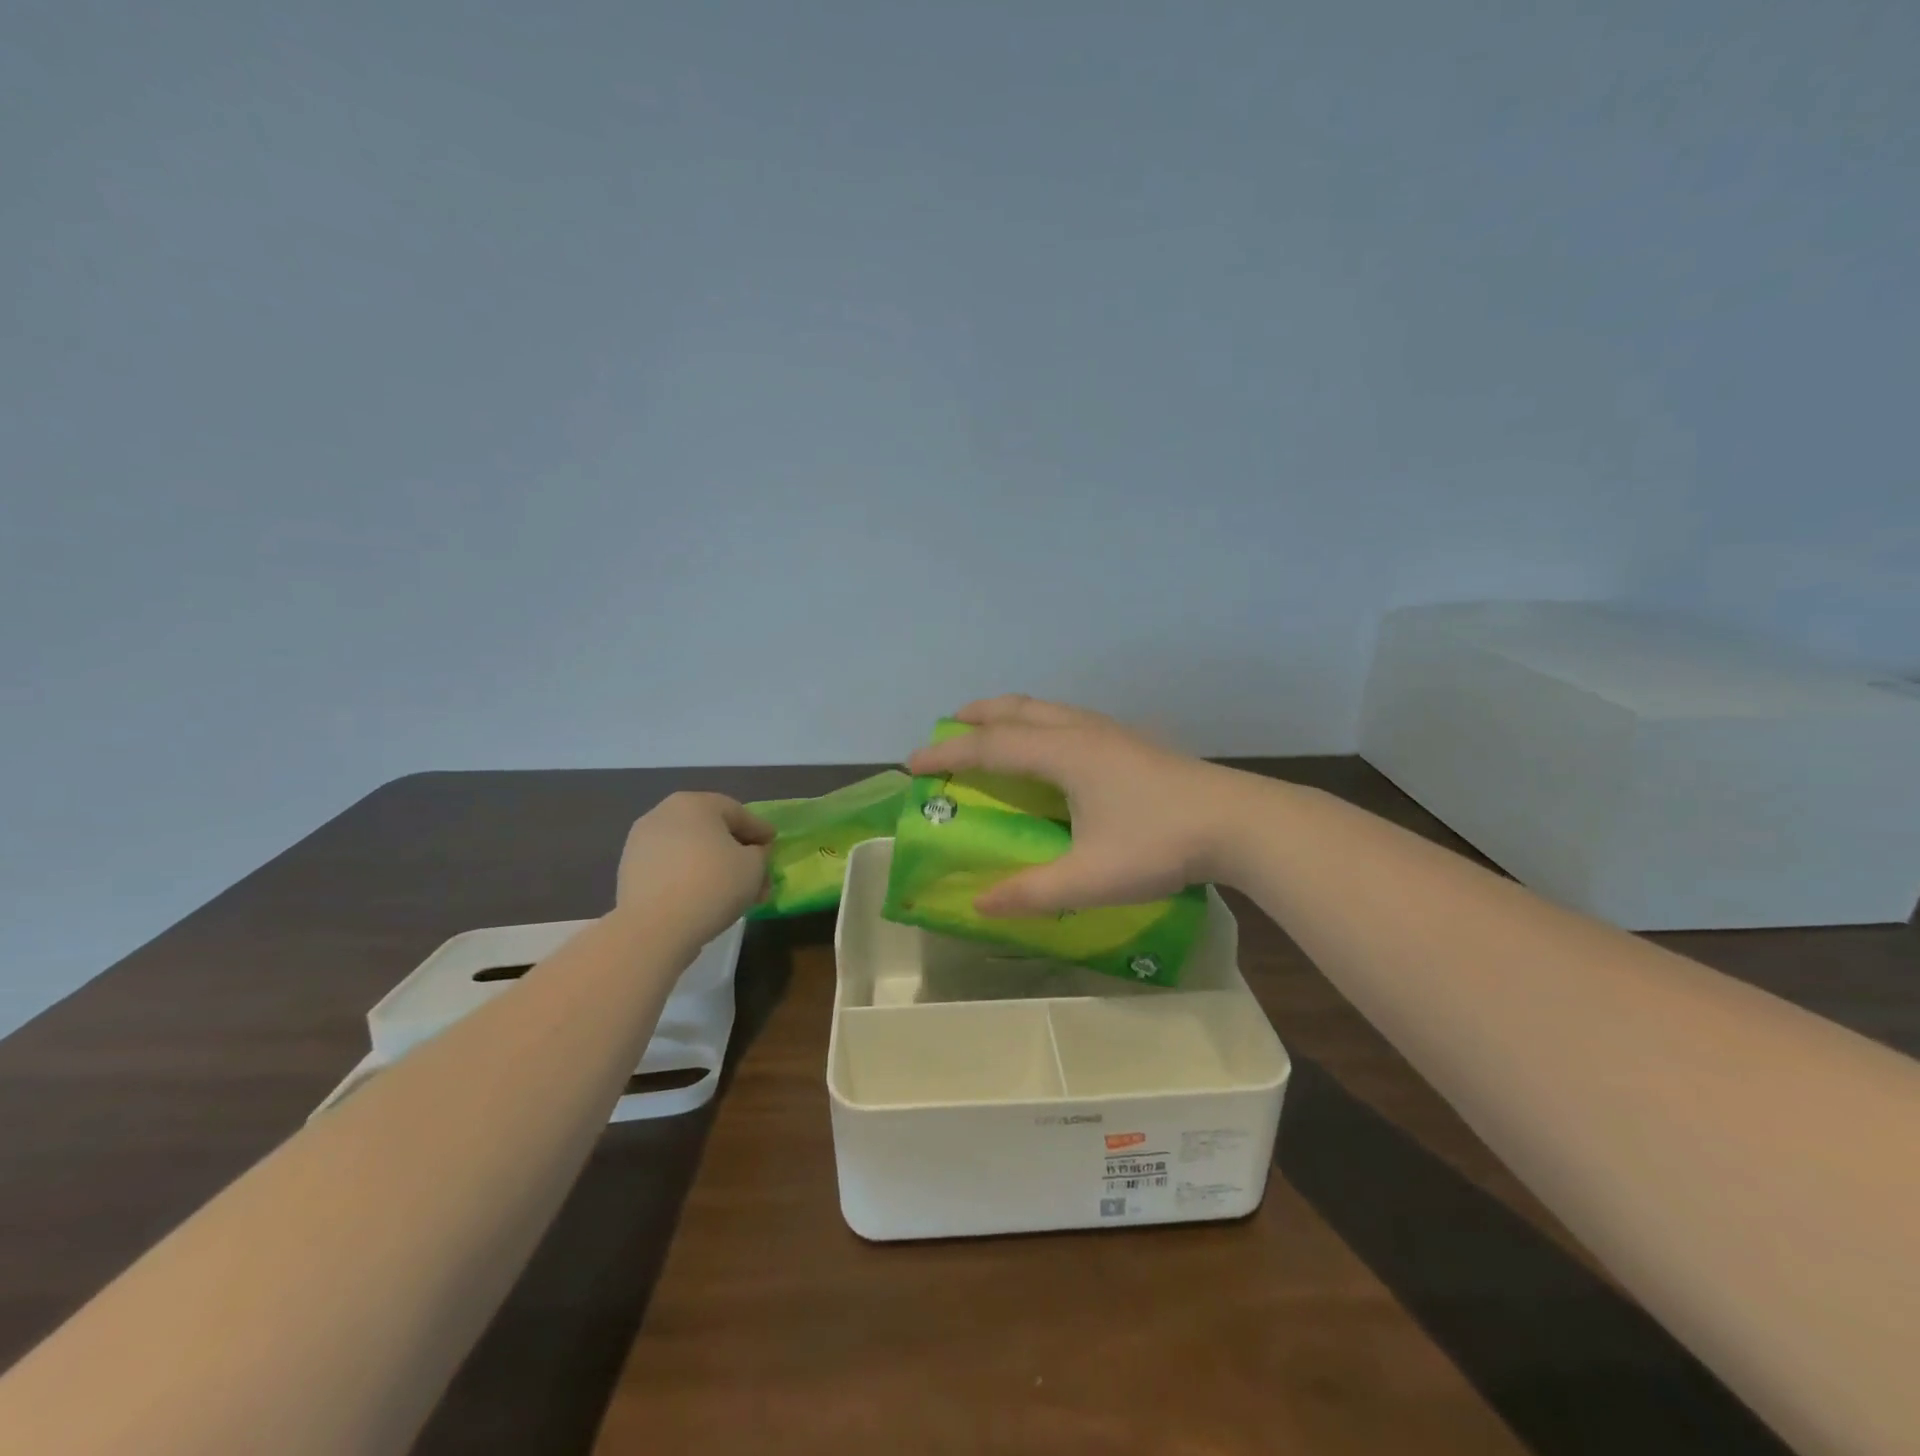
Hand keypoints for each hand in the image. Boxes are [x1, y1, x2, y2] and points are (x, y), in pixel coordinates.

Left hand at [615, 793, 774, 944]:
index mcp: (694, 803)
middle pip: (711, 830)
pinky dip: (691, 877)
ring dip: (714, 866)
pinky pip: (672, 868)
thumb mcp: (754, 866)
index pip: (737, 812)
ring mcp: (641, 842)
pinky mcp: (629, 871)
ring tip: (733, 891)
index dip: (760, 830)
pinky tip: (705, 898)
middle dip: (736, 851)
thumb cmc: (712, 885)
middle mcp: (663, 814)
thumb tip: (753, 852)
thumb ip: (760, 853)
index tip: (773, 844)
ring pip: (691, 850)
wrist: (654, 929)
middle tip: (756, 872)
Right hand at [906, 695, 1262, 914]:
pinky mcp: (1130, 742)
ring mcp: (1110, 732)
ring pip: (1046, 708)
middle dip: (976, 717)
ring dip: (1010, 714)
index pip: (990, 747)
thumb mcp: (1090, 878)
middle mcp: (1081, 732)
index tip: (911, 763)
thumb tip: (980, 906)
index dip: (947, 754)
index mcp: (1063, 755)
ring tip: (992, 729)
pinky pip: (1067, 719)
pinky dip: (1039, 723)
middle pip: (1016, 710)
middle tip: (947, 728)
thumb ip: (1032, 892)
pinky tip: (1051, 748)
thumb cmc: (1159, 844)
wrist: (1239, 822)